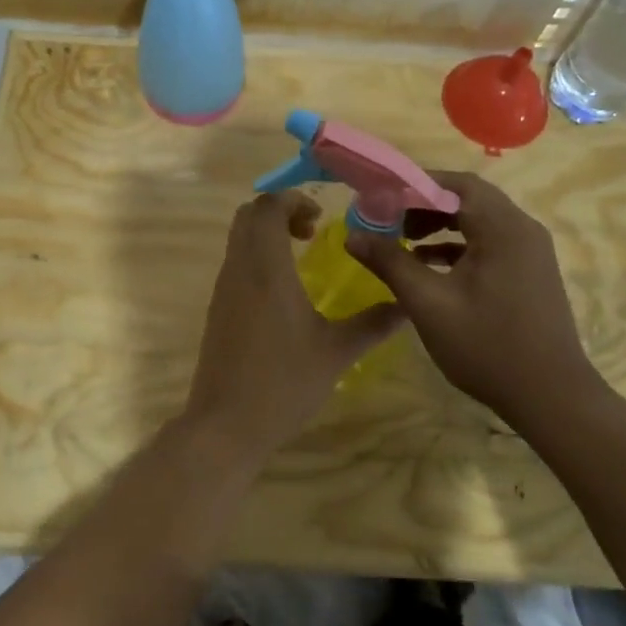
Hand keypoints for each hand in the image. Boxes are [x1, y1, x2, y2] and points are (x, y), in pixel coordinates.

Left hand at [185, 193, 406, 452]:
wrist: (226, 424)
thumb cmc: (283, 382)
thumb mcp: (336, 353)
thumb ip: (373, 324)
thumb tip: (408, 305)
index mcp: (266, 268)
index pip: (268, 207)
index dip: (293, 201)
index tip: (321, 220)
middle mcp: (239, 269)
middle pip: (248, 215)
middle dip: (279, 212)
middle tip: (311, 232)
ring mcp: (223, 289)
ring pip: (238, 239)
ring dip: (266, 234)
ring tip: (300, 257)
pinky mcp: (217, 309)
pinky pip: (234, 263)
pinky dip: (256, 257)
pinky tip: (282, 291)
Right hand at [346, 171, 599, 424]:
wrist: (552, 398)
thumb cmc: (487, 346)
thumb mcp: (428, 303)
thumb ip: (390, 263)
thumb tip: (353, 235)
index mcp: (503, 228)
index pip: (457, 184)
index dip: (415, 183)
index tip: (380, 195)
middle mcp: (522, 230)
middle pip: (469, 199)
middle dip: (425, 204)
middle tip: (389, 219)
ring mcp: (530, 252)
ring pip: (480, 222)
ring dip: (441, 225)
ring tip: (403, 241)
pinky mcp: (530, 273)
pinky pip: (490, 243)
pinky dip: (459, 246)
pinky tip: (430, 266)